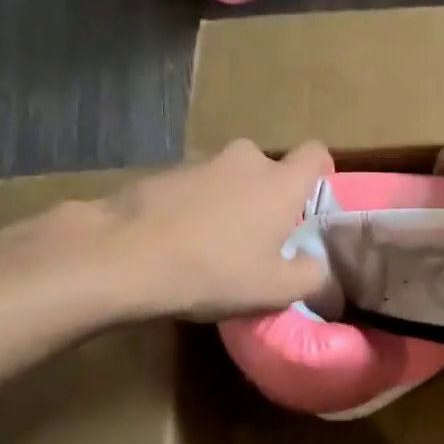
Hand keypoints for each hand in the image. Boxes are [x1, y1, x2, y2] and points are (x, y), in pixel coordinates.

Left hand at [87, 140, 331, 321]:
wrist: (123, 256)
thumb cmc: (213, 271)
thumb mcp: (276, 290)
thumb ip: (310, 274)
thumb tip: (313, 263)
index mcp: (279, 182)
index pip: (315, 153)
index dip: (319, 173)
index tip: (310, 204)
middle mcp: (244, 160)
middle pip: (268, 170)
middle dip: (267, 197)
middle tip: (258, 238)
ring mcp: (200, 162)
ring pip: (229, 179)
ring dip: (229, 202)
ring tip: (212, 246)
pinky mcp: (163, 173)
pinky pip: (194, 187)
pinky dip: (194, 207)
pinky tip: (178, 242)